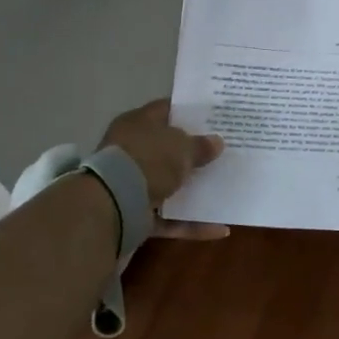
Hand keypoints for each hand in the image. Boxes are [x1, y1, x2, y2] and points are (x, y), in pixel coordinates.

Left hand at [99, 98, 227, 240]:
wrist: (114, 203)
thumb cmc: (148, 160)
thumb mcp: (182, 147)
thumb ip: (201, 145)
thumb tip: (217, 142)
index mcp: (138, 123)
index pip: (166, 110)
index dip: (189, 113)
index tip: (214, 118)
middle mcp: (132, 150)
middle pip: (168, 149)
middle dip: (193, 153)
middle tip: (223, 153)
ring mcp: (132, 184)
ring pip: (168, 185)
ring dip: (193, 191)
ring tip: (225, 190)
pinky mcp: (136, 215)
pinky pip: (170, 218)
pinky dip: (192, 224)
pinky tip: (219, 228)